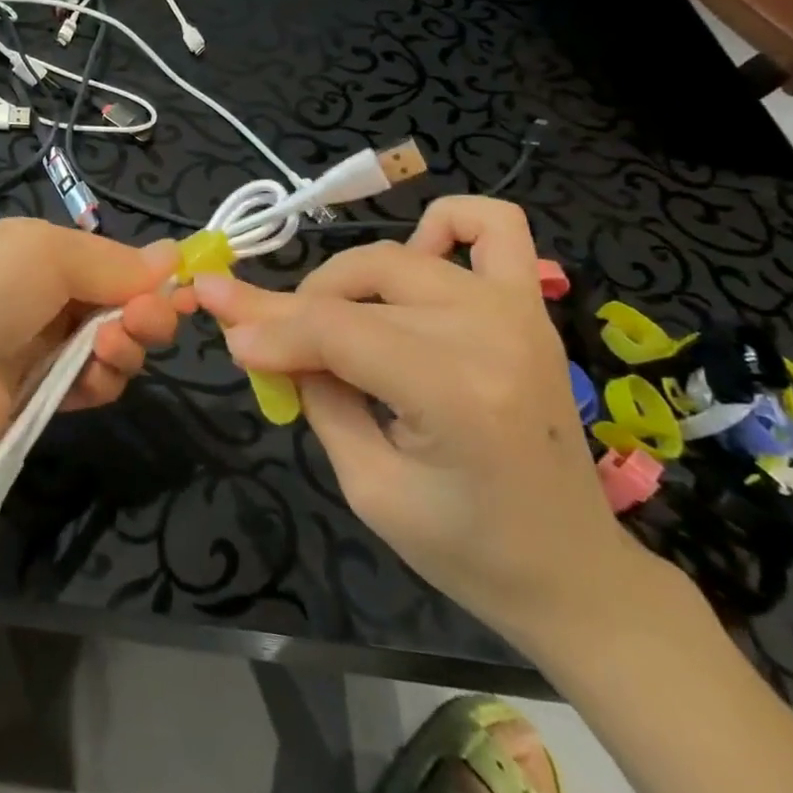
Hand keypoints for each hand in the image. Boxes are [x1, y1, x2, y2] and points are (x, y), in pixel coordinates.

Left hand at [0, 218, 189, 468]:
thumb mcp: (45, 253)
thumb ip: (112, 260)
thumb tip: (172, 255)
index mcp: (39, 251)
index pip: (112, 260)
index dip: (148, 274)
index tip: (182, 288)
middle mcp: (43, 296)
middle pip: (120, 303)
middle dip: (144, 311)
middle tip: (142, 322)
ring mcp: (41, 348)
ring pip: (113, 344)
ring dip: (125, 345)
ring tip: (108, 348)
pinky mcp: (42, 396)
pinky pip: (94, 384)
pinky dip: (103, 380)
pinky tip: (93, 379)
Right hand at [192, 197, 657, 647]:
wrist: (571, 568)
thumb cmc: (465, 548)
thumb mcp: (366, 484)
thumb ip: (312, 395)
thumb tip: (253, 335)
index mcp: (455, 394)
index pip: (335, 330)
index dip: (268, 327)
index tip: (221, 327)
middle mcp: (490, 333)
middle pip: (360, 283)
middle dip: (295, 307)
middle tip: (268, 342)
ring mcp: (518, 309)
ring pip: (396, 254)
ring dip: (345, 279)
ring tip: (332, 322)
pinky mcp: (529, 304)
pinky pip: (491, 224)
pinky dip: (440, 224)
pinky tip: (415, 259)